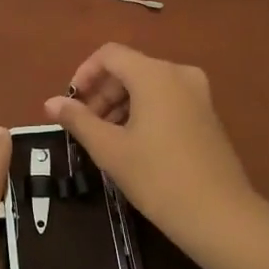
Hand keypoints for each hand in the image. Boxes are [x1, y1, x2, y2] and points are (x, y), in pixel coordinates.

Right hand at [44, 44, 254, 241]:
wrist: (218, 214)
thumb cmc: (157, 177)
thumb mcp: (109, 148)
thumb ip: (78, 120)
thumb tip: (51, 102)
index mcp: (154, 74)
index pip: (109, 55)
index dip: (84, 74)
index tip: (71, 104)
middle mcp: (179, 73)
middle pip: (129, 69)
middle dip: (102, 93)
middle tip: (85, 127)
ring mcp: (198, 93)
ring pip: (148, 85)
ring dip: (121, 104)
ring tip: (105, 139)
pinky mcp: (207, 114)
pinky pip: (167, 99)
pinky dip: (144, 112)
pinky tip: (133, 144)